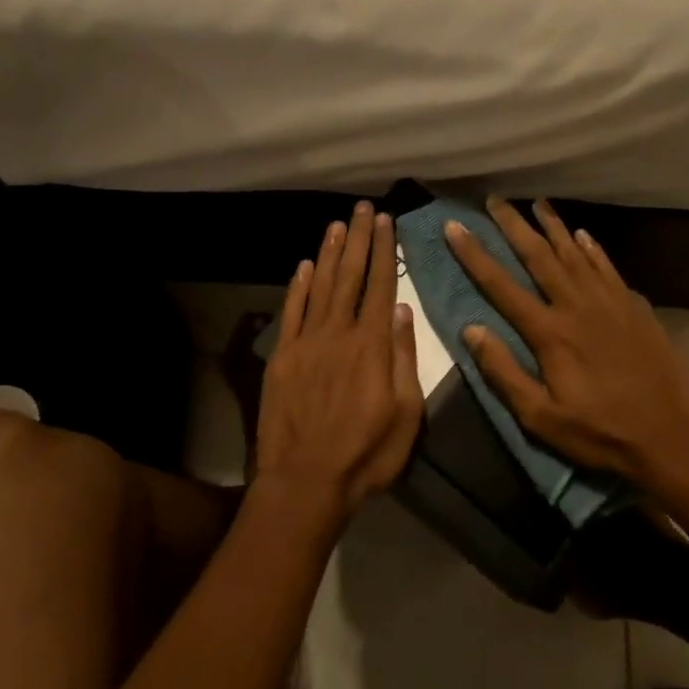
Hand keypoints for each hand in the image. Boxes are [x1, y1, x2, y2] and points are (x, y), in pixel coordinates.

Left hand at [254, 202, 422, 523]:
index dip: (385, 250)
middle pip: (351, 276)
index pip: (382, 286)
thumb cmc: (366, 454)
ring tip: (338, 224)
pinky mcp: (282, 356)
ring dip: (331, 253)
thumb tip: (404, 311)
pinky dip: (299, 285)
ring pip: (321, 286)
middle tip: (363, 208)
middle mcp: (339, 333)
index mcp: (373, 345)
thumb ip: (405, 359)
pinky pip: (291, 311)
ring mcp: (307, 342)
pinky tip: (305, 265)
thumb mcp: (406, 414)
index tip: (387, 221)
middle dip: (359, 239)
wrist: (305, 481)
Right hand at [445, 199, 688, 490]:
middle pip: (539, 256)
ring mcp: (610, 303)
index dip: (474, 254)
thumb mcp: (541, 418)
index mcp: (550, 333)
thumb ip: (504, 372)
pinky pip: (608, 267)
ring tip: (537, 203)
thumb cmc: (600, 432)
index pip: (501, 285)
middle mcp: (577, 306)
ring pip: (575, 253)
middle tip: (495, 199)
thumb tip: (472, 330)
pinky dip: (592, 248)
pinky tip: (582, 235)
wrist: (672, 437)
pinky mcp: (635, 308)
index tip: (455, 226)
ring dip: (553, 226)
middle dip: (513, 225)